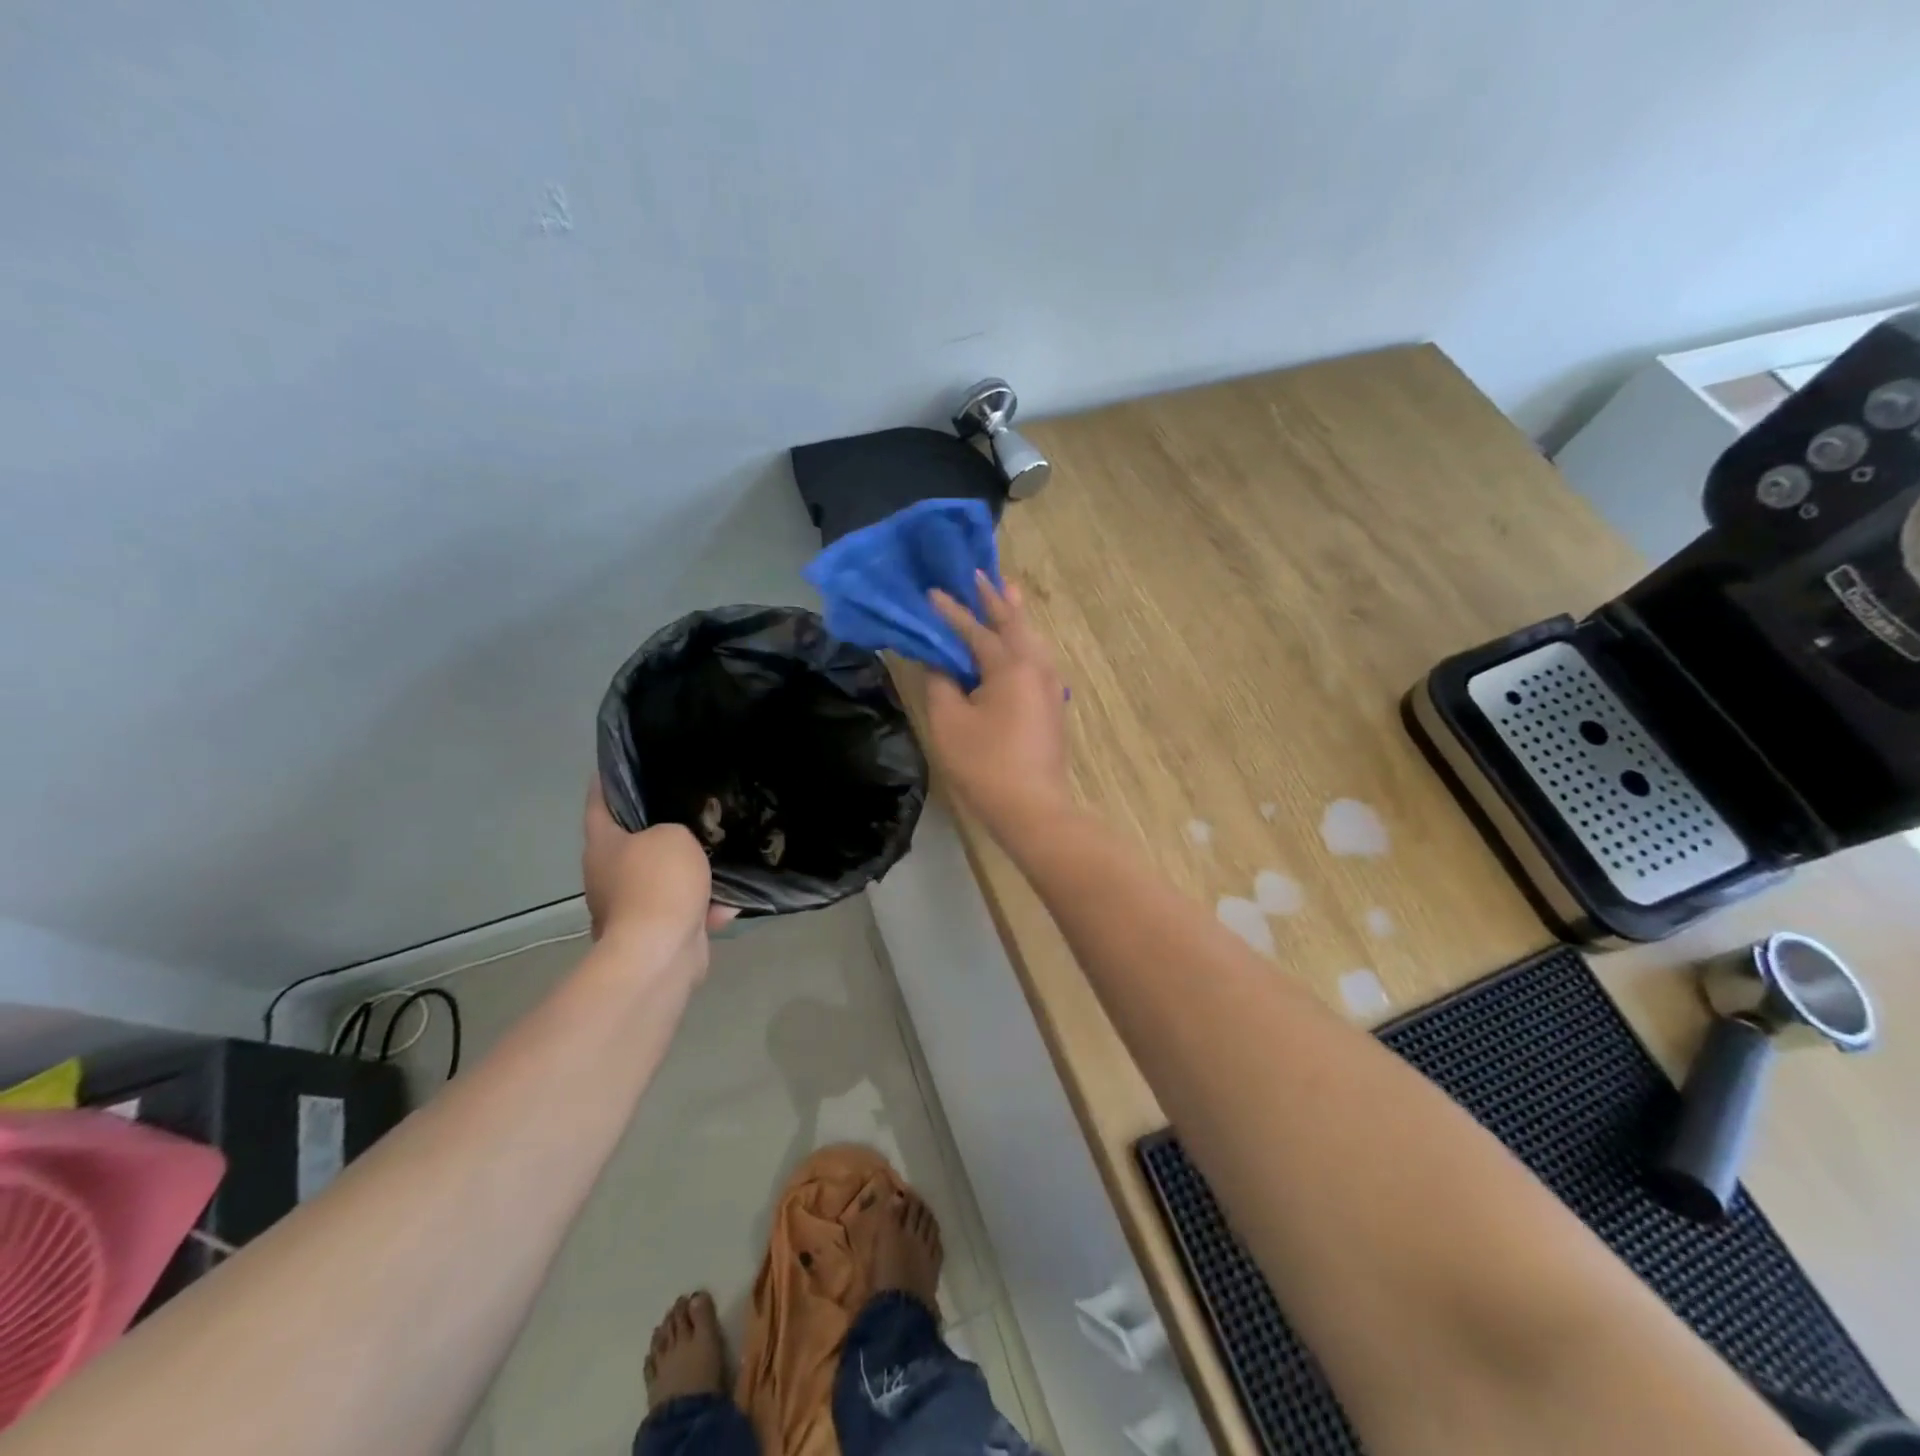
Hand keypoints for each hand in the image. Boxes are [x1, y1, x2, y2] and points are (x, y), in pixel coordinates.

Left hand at [583, 778, 736, 968]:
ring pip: (661, 879)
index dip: (607, 782)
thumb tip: (677, 845)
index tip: (618, 766)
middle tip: (688, 810)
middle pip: (632, 844)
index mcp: (603, 845)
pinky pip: (682, 911)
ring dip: (687, 873)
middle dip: (658, 830)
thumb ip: (675, 829)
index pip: (599, 803)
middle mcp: (608, 875)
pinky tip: (728, 903)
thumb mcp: (673, 836)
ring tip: (718, 856)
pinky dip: (702, 908)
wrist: (659, 952)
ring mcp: (629, 908)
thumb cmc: (659, 882)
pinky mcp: (653, 934)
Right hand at [926, 572, 1070, 835]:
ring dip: (1014, 616)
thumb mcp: (949, 722)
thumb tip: (937, 661)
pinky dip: (1022, 641)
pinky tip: (1016, 643)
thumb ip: (940, 682)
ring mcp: (1050, 686)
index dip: (951, 612)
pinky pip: (1035, 658)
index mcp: (1011, 665)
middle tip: (979, 572)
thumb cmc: (985, 764)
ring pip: (1031, 639)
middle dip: (994, 598)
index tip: (931, 592)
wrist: (1033, 809)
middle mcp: (1037, 666)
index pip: (976, 630)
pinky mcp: (1052, 704)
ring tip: (1004, 592)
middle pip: (1014, 623)